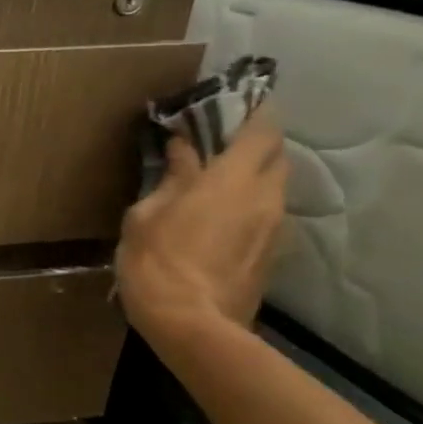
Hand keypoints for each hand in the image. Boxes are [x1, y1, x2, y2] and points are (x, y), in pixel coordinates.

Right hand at [115, 108, 288, 354]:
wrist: (192, 325)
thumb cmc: (157, 261)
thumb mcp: (147, 214)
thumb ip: (172, 177)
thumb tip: (183, 150)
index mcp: (232, 180)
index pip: (261, 130)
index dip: (256, 110)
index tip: (242, 98)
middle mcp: (265, 197)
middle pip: (275, 156)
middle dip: (254, 143)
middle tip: (220, 141)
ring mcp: (275, 228)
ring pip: (272, 187)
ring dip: (251, 176)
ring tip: (217, 181)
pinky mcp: (271, 254)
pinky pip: (265, 214)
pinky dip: (248, 205)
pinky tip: (219, 218)